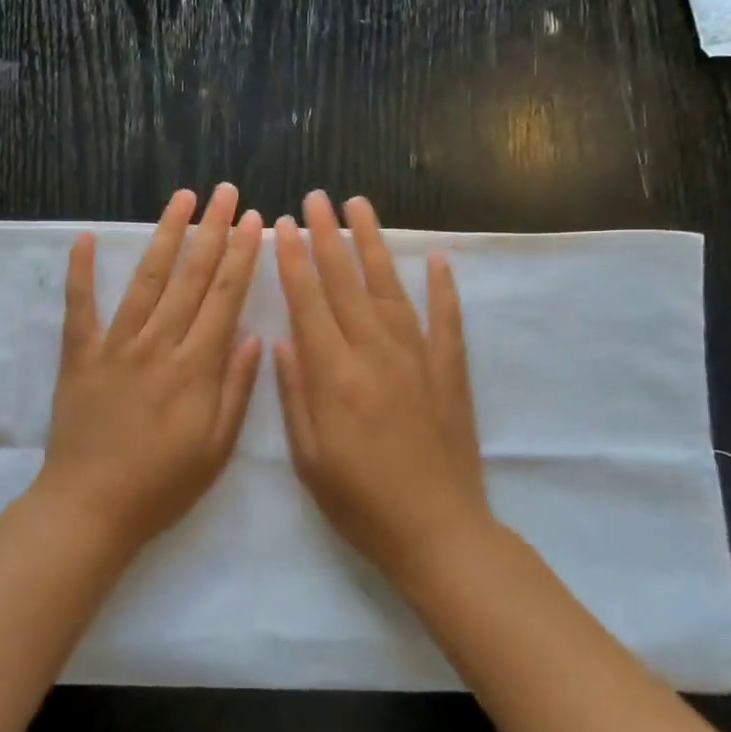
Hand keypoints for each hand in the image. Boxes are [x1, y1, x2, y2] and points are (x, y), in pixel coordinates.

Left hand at [36, 183, 264, 554]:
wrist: (90, 509)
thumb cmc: (162, 486)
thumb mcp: (216, 449)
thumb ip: (236, 390)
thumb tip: (253, 337)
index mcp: (196, 369)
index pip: (225, 298)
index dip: (241, 256)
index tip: (254, 221)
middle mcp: (158, 345)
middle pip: (190, 277)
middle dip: (212, 230)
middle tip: (226, 192)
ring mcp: (115, 346)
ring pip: (145, 280)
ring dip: (165, 235)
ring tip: (182, 198)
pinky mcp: (79, 355)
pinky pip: (80, 306)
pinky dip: (82, 271)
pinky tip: (87, 238)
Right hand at [274, 192, 491, 587]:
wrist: (438, 533)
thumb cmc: (361, 503)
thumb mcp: (309, 458)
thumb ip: (295, 394)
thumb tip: (282, 341)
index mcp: (335, 376)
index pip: (309, 302)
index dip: (292, 260)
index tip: (281, 225)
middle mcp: (375, 354)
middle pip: (346, 282)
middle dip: (326, 236)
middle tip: (315, 198)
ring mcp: (418, 358)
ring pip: (390, 288)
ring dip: (373, 244)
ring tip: (360, 208)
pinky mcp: (449, 371)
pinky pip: (445, 319)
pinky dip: (442, 287)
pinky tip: (436, 259)